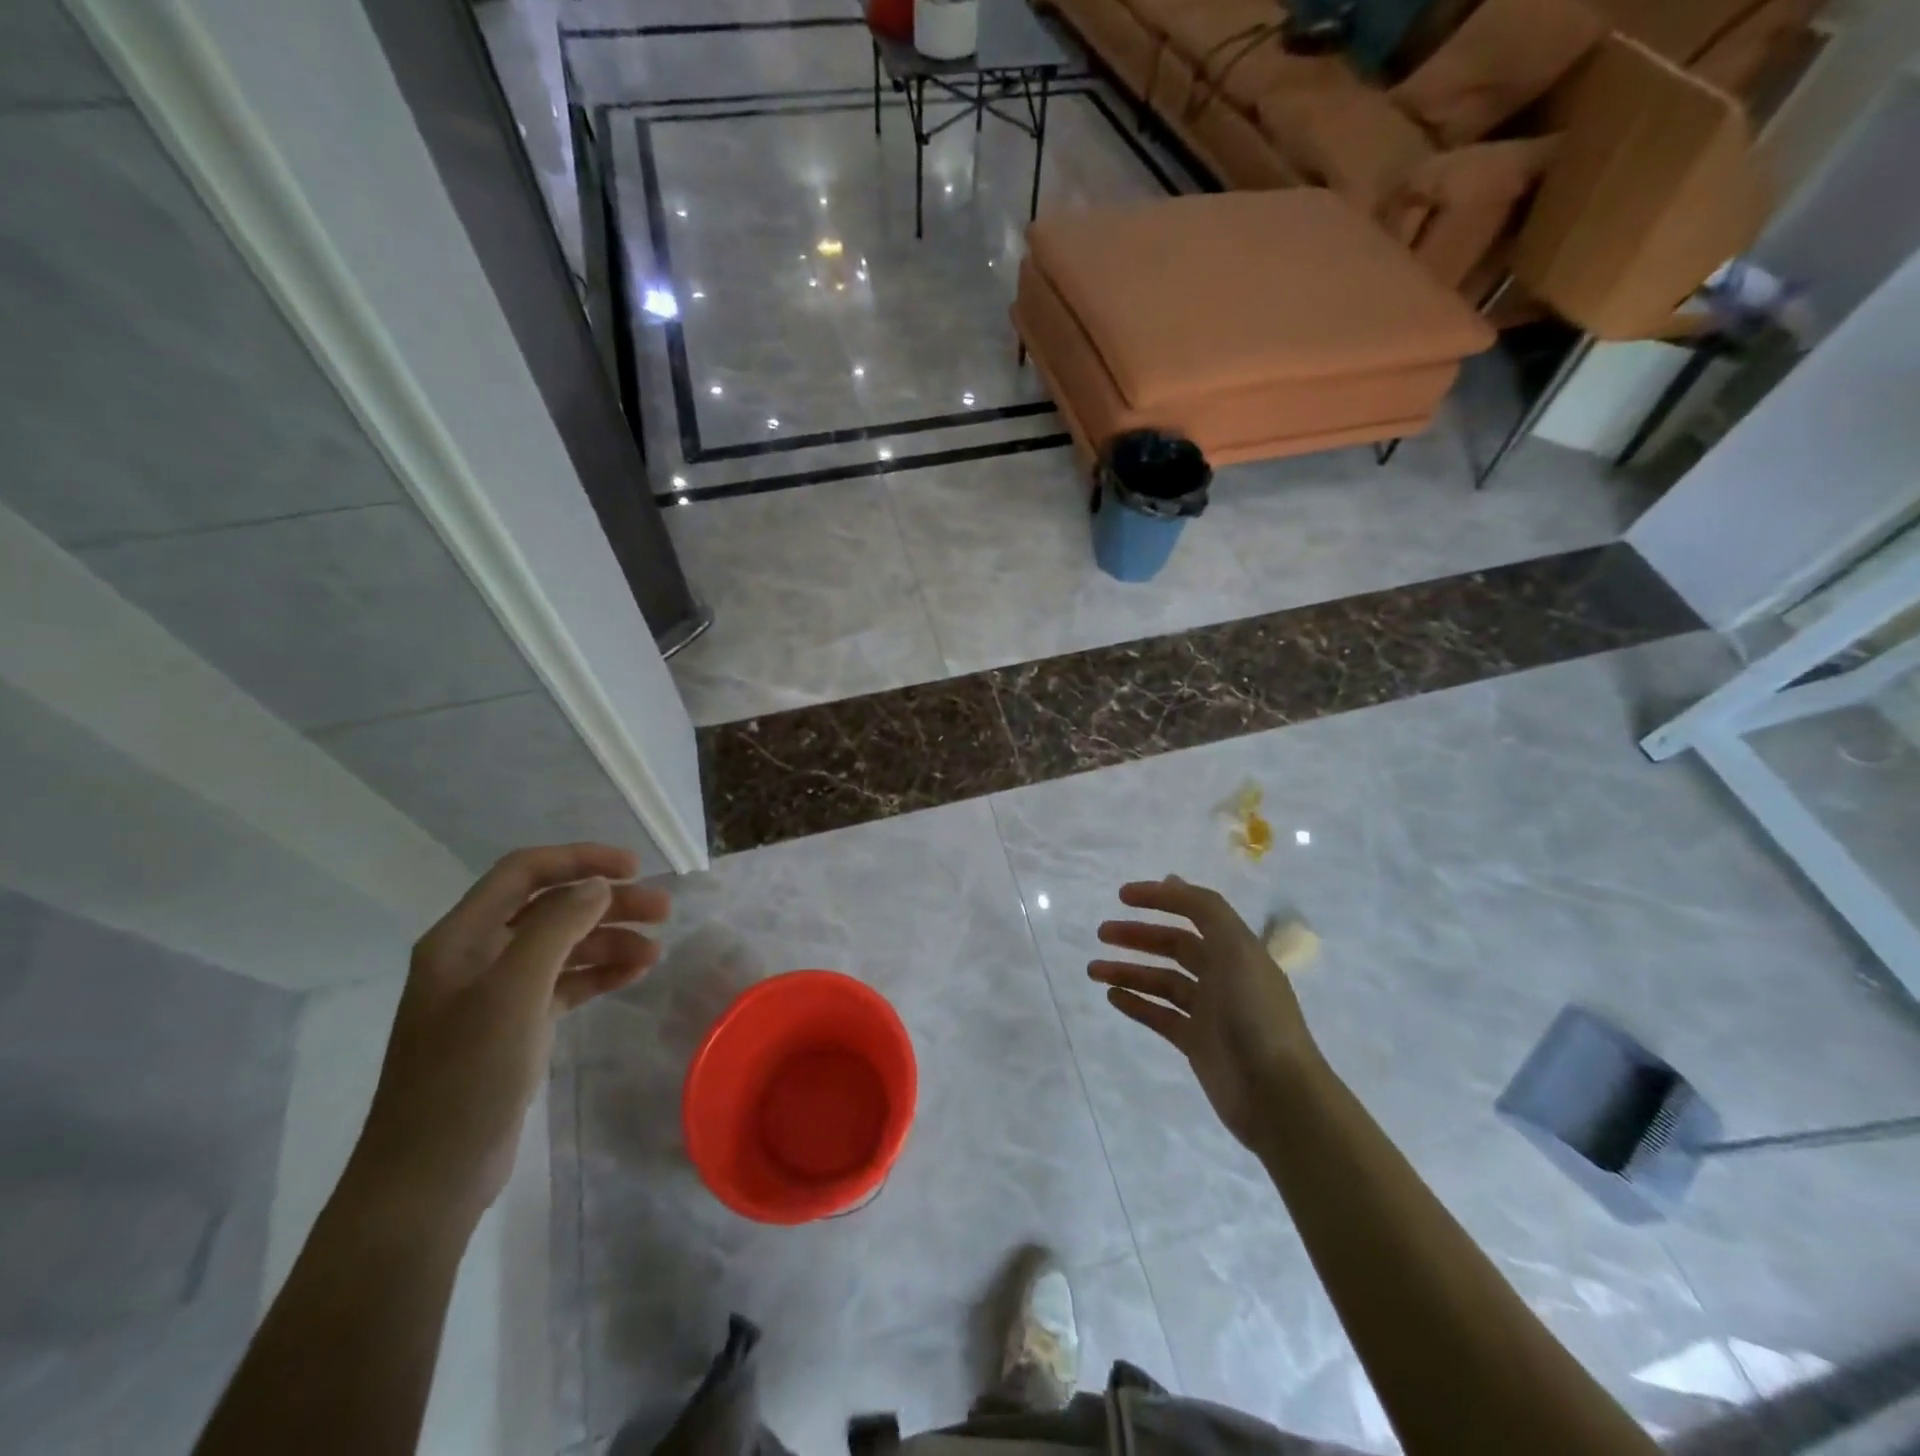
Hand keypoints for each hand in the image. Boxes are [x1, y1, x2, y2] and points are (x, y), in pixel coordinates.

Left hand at [346, 844, 669, 1223]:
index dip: (580, 859)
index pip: (525, 871)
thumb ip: (557, 927)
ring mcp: (495, 993)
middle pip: (551, 907)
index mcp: (462, 937)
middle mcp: (477, 956)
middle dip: (608, 903)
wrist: (429, 1178)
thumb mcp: (515, 992)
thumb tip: (597, 885)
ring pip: (563, 946)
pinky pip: (564, 983)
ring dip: (610, 940)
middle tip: (663, 910)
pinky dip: (599, 974)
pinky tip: (634, 974)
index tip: (634, 868)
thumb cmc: (467, 1076)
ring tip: (656, 951)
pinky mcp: (514, 1026)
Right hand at [1090, 876, 1320, 1149]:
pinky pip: (1159, 1014)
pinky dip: (1136, 1003)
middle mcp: (1223, 975)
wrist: (1278, 1097)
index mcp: (1237, 949)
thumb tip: (1172, 879)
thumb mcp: (1236, 950)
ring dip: (1128, 970)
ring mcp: (1209, 1011)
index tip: (1123, 896)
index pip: (1195, 911)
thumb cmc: (1256, 1016)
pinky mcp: (1196, 1043)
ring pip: (1161, 981)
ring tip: (1093, 970)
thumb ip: (1205, 911)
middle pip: (1174, 945)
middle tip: (1101, 933)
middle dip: (1138, 936)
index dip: (1161, 899)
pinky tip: (1112, 996)